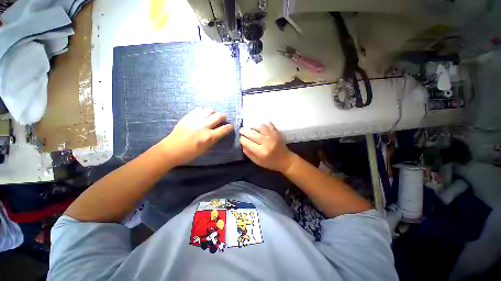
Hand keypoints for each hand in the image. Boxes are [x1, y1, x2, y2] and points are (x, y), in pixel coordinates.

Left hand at [160, 108, 232, 165]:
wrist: (171, 150)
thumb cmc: (189, 153)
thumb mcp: (205, 150)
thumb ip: (214, 140)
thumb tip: (220, 133)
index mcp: (209, 137)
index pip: (224, 129)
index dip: (229, 127)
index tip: (230, 127)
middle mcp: (203, 126)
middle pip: (218, 116)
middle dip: (223, 117)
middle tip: (223, 119)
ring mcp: (195, 120)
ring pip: (209, 110)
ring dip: (214, 113)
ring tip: (212, 116)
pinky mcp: (187, 117)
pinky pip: (199, 110)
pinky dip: (203, 112)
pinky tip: (203, 116)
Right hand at [239, 122, 296, 172]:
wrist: (285, 160)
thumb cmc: (271, 163)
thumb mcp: (258, 162)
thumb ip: (249, 153)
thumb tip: (242, 144)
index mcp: (261, 152)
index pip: (248, 143)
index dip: (242, 139)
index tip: (239, 137)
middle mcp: (266, 142)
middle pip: (253, 134)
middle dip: (245, 131)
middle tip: (241, 129)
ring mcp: (272, 136)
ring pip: (260, 127)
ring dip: (253, 126)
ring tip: (250, 128)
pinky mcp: (277, 132)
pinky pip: (268, 124)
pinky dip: (262, 123)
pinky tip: (259, 125)